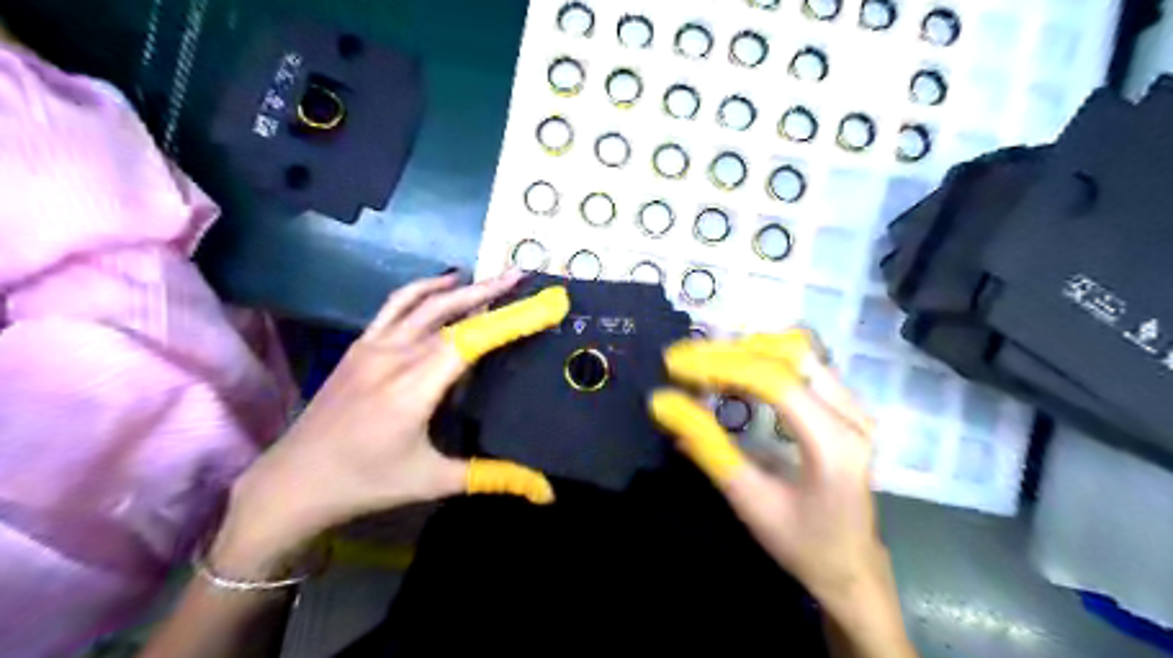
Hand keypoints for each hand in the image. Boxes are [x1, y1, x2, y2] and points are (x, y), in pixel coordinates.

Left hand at [220, 269, 571, 573]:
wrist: (293, 481)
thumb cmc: (366, 482)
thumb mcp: (433, 480)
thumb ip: (492, 477)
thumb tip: (545, 491)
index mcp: (414, 390)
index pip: (472, 341)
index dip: (510, 319)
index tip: (543, 304)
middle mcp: (394, 358)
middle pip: (452, 314)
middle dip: (493, 293)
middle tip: (525, 278)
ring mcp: (373, 346)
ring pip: (425, 303)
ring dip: (464, 287)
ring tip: (496, 278)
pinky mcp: (360, 345)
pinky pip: (396, 305)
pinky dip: (425, 288)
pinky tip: (447, 282)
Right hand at [645, 332, 885, 608]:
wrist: (850, 565)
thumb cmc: (800, 541)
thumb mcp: (747, 497)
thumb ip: (707, 446)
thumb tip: (662, 403)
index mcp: (834, 443)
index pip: (776, 381)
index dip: (721, 365)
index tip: (676, 366)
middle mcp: (852, 414)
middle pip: (787, 354)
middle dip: (728, 352)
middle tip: (683, 362)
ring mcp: (854, 405)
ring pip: (796, 351)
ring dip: (745, 351)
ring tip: (703, 364)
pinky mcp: (845, 405)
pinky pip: (802, 363)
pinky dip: (761, 359)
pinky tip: (734, 370)